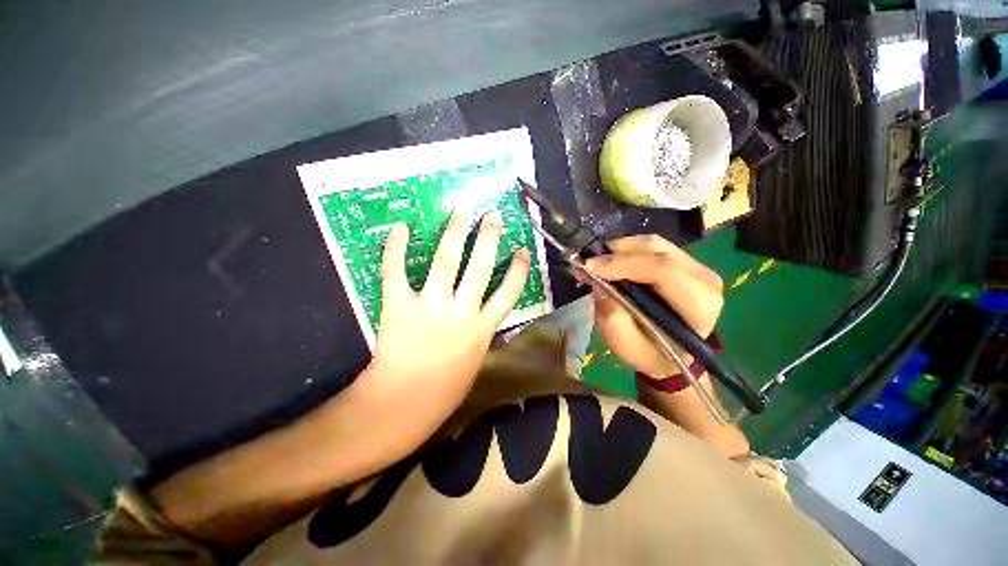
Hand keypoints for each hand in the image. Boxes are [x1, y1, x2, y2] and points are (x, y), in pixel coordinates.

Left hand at [361, 210, 530, 448]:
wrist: (403, 405)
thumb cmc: (443, 391)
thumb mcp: (474, 363)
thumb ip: (480, 336)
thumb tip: (484, 320)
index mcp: (482, 329)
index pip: (508, 293)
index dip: (518, 271)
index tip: (523, 250)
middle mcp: (462, 312)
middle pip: (480, 268)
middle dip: (489, 239)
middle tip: (493, 216)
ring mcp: (431, 307)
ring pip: (446, 262)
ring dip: (455, 234)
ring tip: (463, 212)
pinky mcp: (399, 307)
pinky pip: (396, 272)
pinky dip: (395, 249)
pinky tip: (400, 227)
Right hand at [585, 235, 722, 377]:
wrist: (673, 355)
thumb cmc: (651, 354)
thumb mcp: (626, 347)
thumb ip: (613, 318)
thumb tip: (598, 283)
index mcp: (698, 306)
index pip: (662, 269)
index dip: (622, 263)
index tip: (589, 266)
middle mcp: (704, 280)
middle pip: (657, 250)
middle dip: (616, 252)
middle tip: (587, 263)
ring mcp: (698, 268)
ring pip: (653, 244)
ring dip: (619, 249)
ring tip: (596, 263)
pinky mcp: (686, 263)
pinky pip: (653, 247)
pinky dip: (626, 251)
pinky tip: (611, 262)